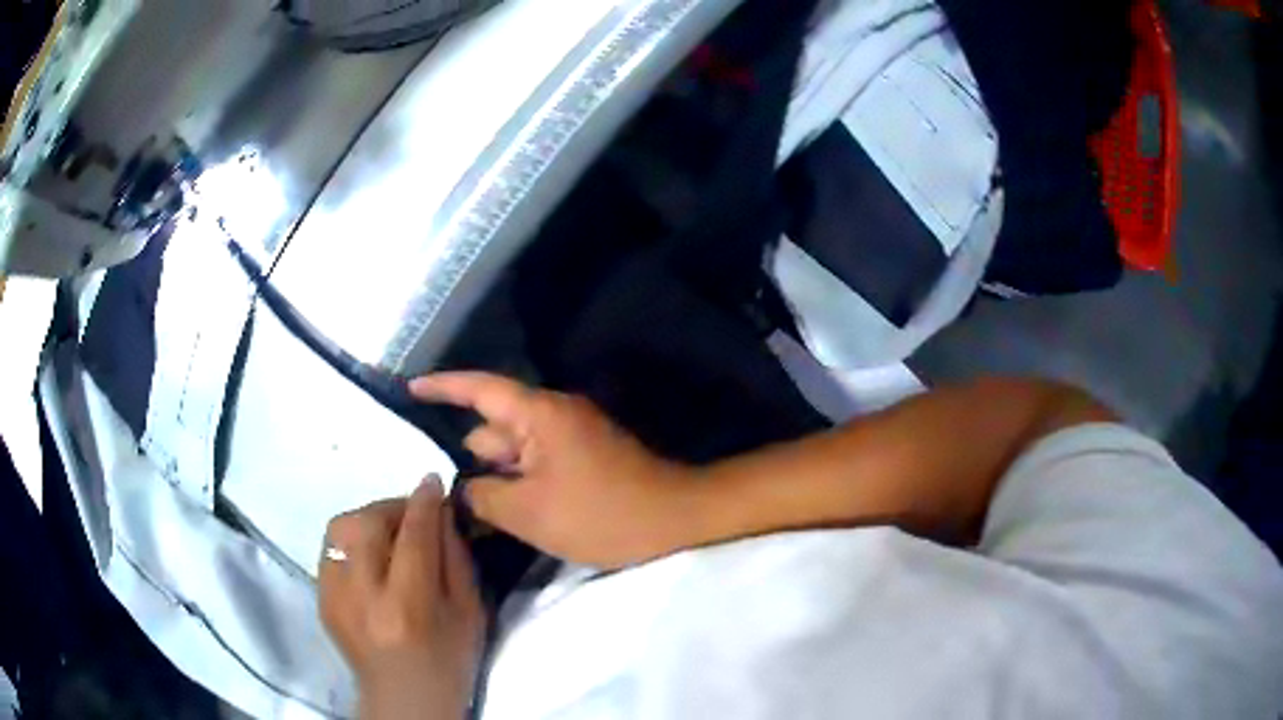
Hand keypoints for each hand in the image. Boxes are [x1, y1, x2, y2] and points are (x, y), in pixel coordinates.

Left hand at [320, 478, 485, 719]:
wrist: (404, 696)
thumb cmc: (449, 659)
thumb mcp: (470, 612)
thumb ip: (456, 558)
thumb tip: (440, 511)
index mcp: (409, 607)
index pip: (414, 537)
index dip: (424, 502)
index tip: (432, 481)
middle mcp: (363, 598)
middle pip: (368, 523)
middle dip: (394, 505)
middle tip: (413, 511)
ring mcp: (334, 597)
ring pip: (341, 529)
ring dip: (368, 517)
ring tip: (389, 528)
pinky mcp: (320, 598)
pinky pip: (330, 547)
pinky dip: (351, 538)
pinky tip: (369, 551)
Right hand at [411, 372, 698, 568]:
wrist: (674, 521)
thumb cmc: (600, 514)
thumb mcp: (529, 512)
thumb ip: (481, 496)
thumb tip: (458, 489)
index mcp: (539, 415)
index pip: (480, 389)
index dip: (442, 386)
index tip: (410, 388)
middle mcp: (552, 416)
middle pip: (493, 428)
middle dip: (468, 457)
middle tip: (436, 491)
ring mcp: (570, 438)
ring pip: (514, 452)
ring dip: (493, 477)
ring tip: (464, 511)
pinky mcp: (582, 459)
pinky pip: (535, 464)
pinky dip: (517, 484)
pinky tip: (501, 514)